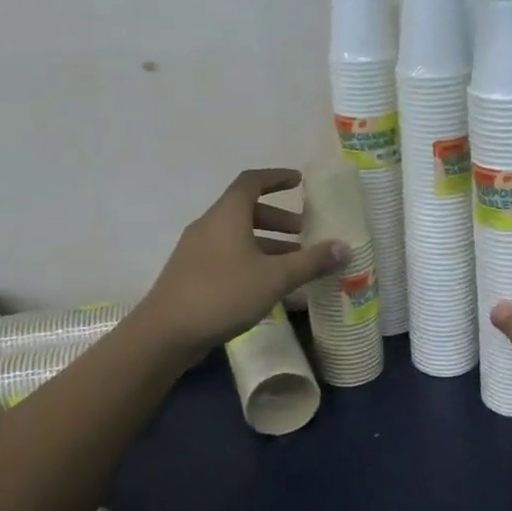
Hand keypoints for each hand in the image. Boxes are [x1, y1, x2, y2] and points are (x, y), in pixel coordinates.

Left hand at [135, 169, 346, 362]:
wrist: (166, 332)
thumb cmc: (223, 294)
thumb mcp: (274, 278)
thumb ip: (310, 262)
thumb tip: (345, 247)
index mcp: (227, 215)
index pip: (252, 182)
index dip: (277, 178)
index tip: (299, 182)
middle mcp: (209, 225)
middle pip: (246, 210)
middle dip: (279, 219)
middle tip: (305, 233)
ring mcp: (196, 251)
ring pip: (237, 236)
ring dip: (267, 243)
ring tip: (294, 263)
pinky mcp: (191, 274)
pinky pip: (227, 256)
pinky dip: (251, 260)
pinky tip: (267, 286)